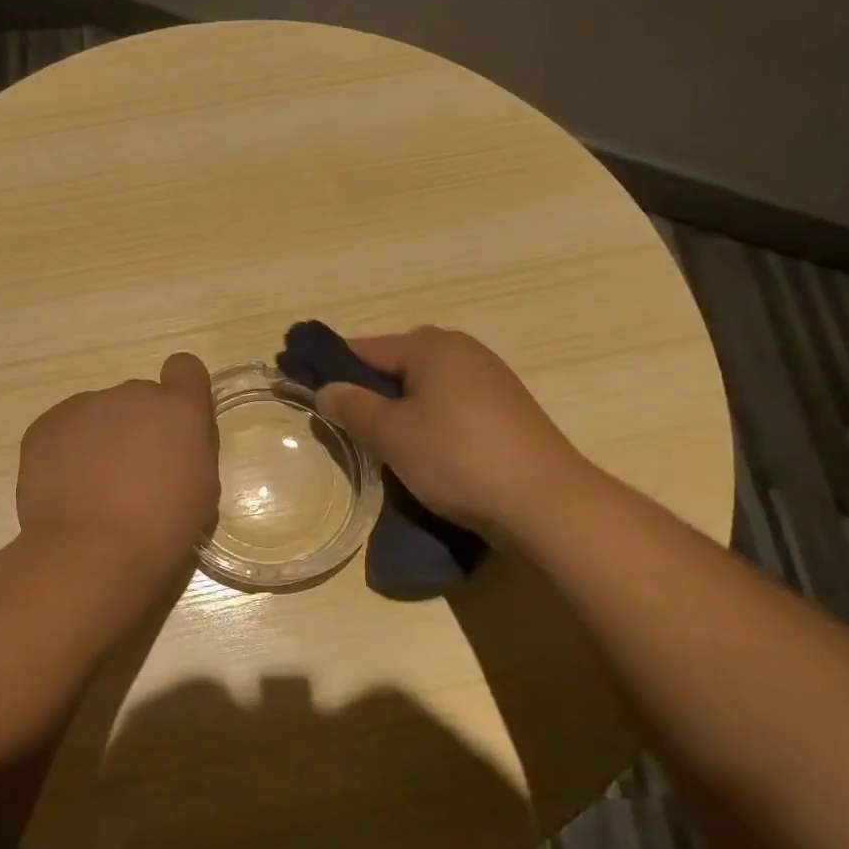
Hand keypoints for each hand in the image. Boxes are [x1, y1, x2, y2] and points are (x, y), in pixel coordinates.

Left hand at [16, 352, 220, 578]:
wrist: (91, 553)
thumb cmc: (162, 529)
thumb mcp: (201, 489)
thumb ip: (190, 449)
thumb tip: (174, 442)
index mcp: (178, 408)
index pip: (185, 368)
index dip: (182, 392)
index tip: (174, 427)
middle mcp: (131, 394)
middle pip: (138, 399)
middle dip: (138, 427)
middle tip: (132, 475)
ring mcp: (83, 406)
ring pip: (98, 415)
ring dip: (101, 439)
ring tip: (94, 488)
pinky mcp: (45, 425)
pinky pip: (64, 430)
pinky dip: (67, 452)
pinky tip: (68, 490)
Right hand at [315, 327, 588, 536]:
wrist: (544, 503)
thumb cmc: (457, 459)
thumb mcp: (392, 434)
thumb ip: (353, 406)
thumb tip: (326, 389)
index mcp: (432, 346)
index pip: (365, 348)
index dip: (331, 367)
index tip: (304, 387)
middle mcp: (463, 351)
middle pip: (397, 363)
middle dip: (368, 388)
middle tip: (345, 422)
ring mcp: (490, 379)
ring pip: (425, 385)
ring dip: (399, 406)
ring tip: (381, 440)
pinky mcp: (505, 410)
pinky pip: (450, 403)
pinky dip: (428, 418)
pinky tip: (423, 449)